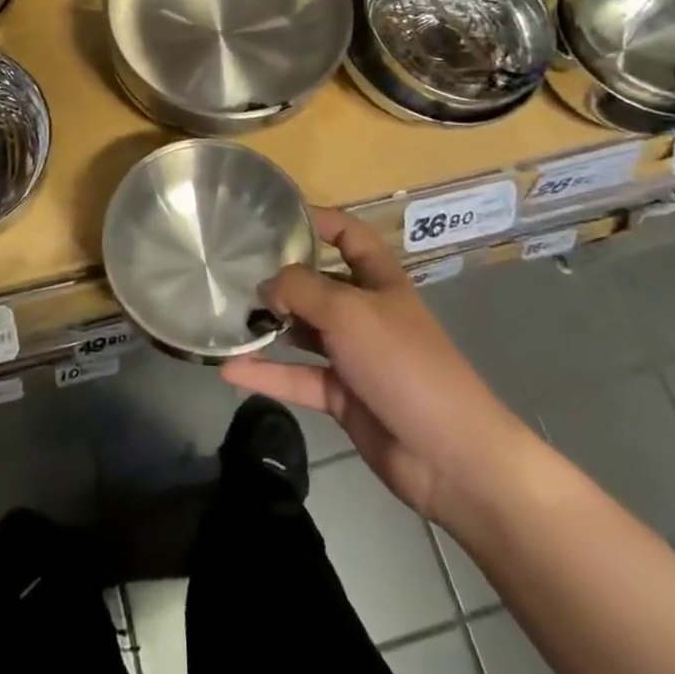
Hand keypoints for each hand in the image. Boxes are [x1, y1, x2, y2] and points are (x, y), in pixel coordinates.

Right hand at [223, 208, 534, 522]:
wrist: (450, 457)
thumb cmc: (404, 363)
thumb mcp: (349, 311)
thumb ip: (300, 289)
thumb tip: (265, 285)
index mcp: (379, 280)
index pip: (349, 234)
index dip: (318, 220)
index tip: (274, 216)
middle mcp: (365, 311)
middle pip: (317, 282)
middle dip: (280, 277)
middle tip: (231, 270)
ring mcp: (353, 355)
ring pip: (302, 331)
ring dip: (269, 325)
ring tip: (224, 315)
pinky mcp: (341, 395)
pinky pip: (297, 376)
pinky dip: (266, 373)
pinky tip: (229, 369)